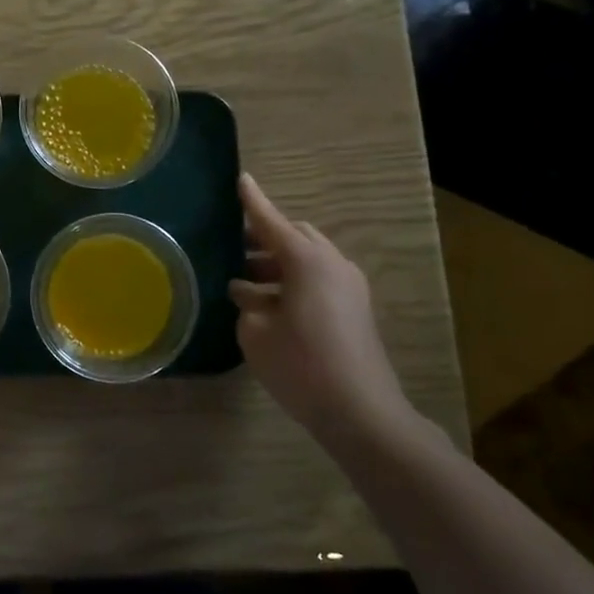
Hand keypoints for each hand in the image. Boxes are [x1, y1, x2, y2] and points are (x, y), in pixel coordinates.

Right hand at [229, 173, 411, 442]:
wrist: (362, 413)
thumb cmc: (301, 366)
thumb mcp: (256, 332)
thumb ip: (248, 303)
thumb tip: (249, 293)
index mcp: (307, 261)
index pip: (271, 222)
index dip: (253, 202)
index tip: (241, 180)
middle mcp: (332, 264)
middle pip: (295, 236)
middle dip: (264, 237)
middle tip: (232, 247)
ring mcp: (349, 287)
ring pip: (307, 259)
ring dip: (275, 264)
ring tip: (241, 283)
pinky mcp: (354, 310)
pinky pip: (318, 280)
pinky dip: (291, 282)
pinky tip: (266, 304)